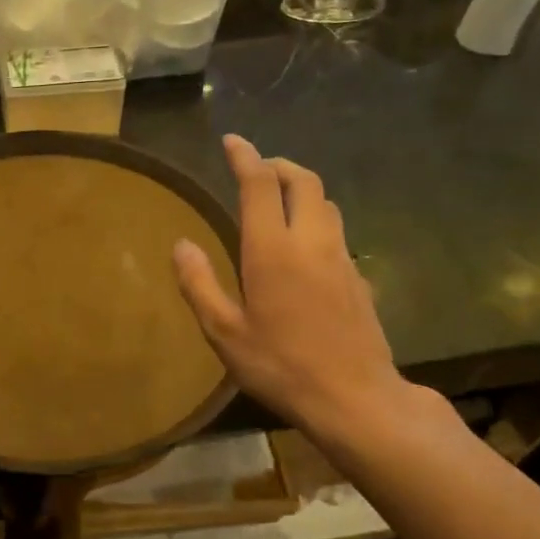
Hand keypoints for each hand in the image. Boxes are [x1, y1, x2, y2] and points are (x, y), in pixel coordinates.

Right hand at [173, 135, 405, 442]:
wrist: (355, 397)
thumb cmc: (281, 366)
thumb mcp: (225, 333)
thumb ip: (200, 284)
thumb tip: (181, 245)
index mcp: (272, 250)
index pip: (260, 184)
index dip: (245, 156)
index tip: (232, 141)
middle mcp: (311, 242)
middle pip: (303, 180)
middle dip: (278, 165)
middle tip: (256, 168)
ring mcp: (341, 258)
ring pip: (325, 203)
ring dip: (301, 189)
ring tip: (278, 200)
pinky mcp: (358, 277)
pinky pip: (336, 231)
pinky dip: (316, 219)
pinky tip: (303, 247)